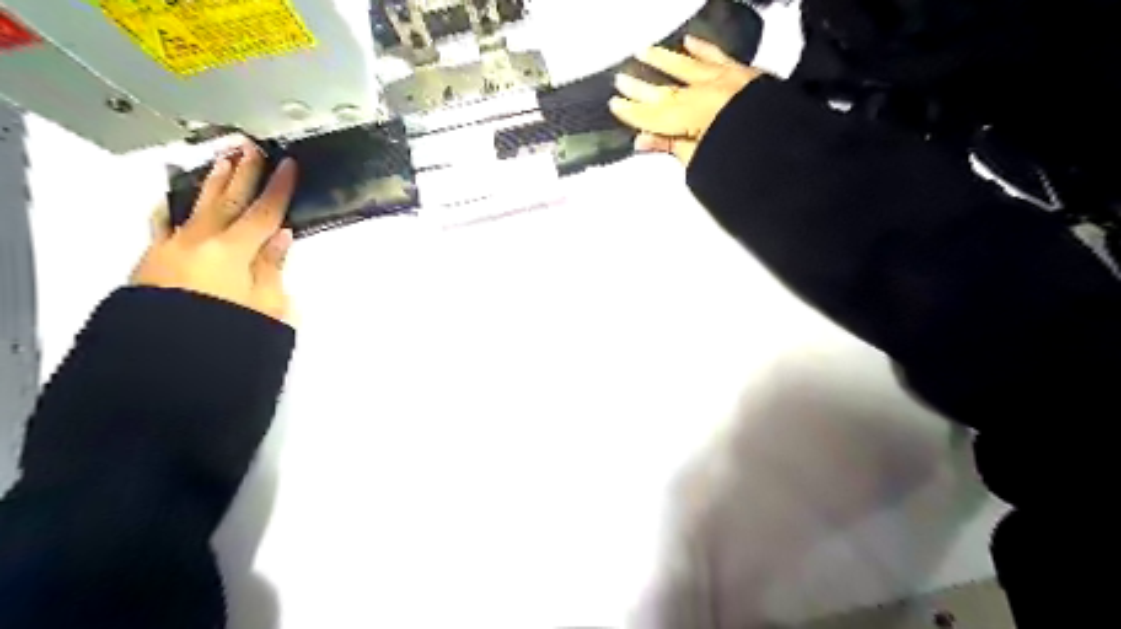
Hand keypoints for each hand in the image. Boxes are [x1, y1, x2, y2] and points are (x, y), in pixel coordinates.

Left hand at [132, 141, 296, 323]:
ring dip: (211, 183)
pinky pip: (162, 227)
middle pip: (228, 200)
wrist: (167, 361)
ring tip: (221, 162)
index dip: (279, 188)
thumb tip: (280, 236)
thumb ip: (271, 267)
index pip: (264, 213)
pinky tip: (168, 201)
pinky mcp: (153, 261)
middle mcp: (201, 242)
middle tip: (250, 148)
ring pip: (196, 207)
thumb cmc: (227, 334)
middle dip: (243, 173)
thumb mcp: (267, 306)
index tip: (288, 166)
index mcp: (234, 252)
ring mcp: (172, 248)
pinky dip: (168, 211)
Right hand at [610, 34, 767, 163]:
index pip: (653, 114)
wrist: (788, 147)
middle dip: (640, 86)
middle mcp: (705, 92)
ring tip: (646, 52)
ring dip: (664, 60)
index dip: (632, 111)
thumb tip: (644, 140)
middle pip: (665, 90)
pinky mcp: (742, 74)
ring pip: (687, 66)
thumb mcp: (700, 161)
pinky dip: (703, 49)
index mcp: (691, 115)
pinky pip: (718, 56)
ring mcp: (724, 80)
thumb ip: (671, 146)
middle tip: (622, 79)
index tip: (615, 104)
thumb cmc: (746, 158)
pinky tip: (691, 43)